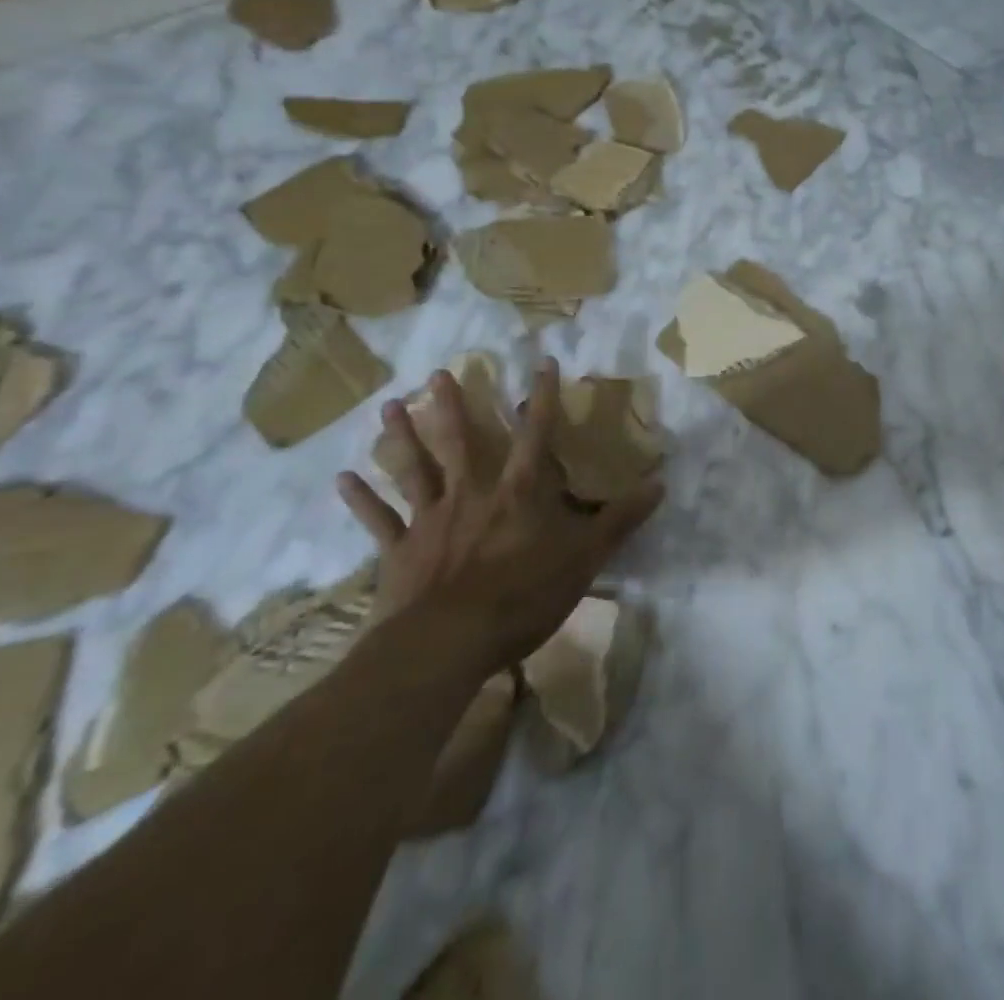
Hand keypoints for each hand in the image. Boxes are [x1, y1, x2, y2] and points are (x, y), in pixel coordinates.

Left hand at [336, 359, 661, 673]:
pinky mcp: (400, 551)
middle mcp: (472, 493)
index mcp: (519, 491)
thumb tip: (661, 484)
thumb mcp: (586, 557)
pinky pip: (378, 520)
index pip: (536, 434)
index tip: (542, 361)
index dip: (542, 397)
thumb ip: (621, 519)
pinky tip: (342, 478)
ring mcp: (431, 520)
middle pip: (460, 441)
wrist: (448, 642)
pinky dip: (361, 500)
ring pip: (413, 469)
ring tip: (387, 406)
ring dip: (400, 438)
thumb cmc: (524, 594)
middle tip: (436, 373)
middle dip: (451, 405)